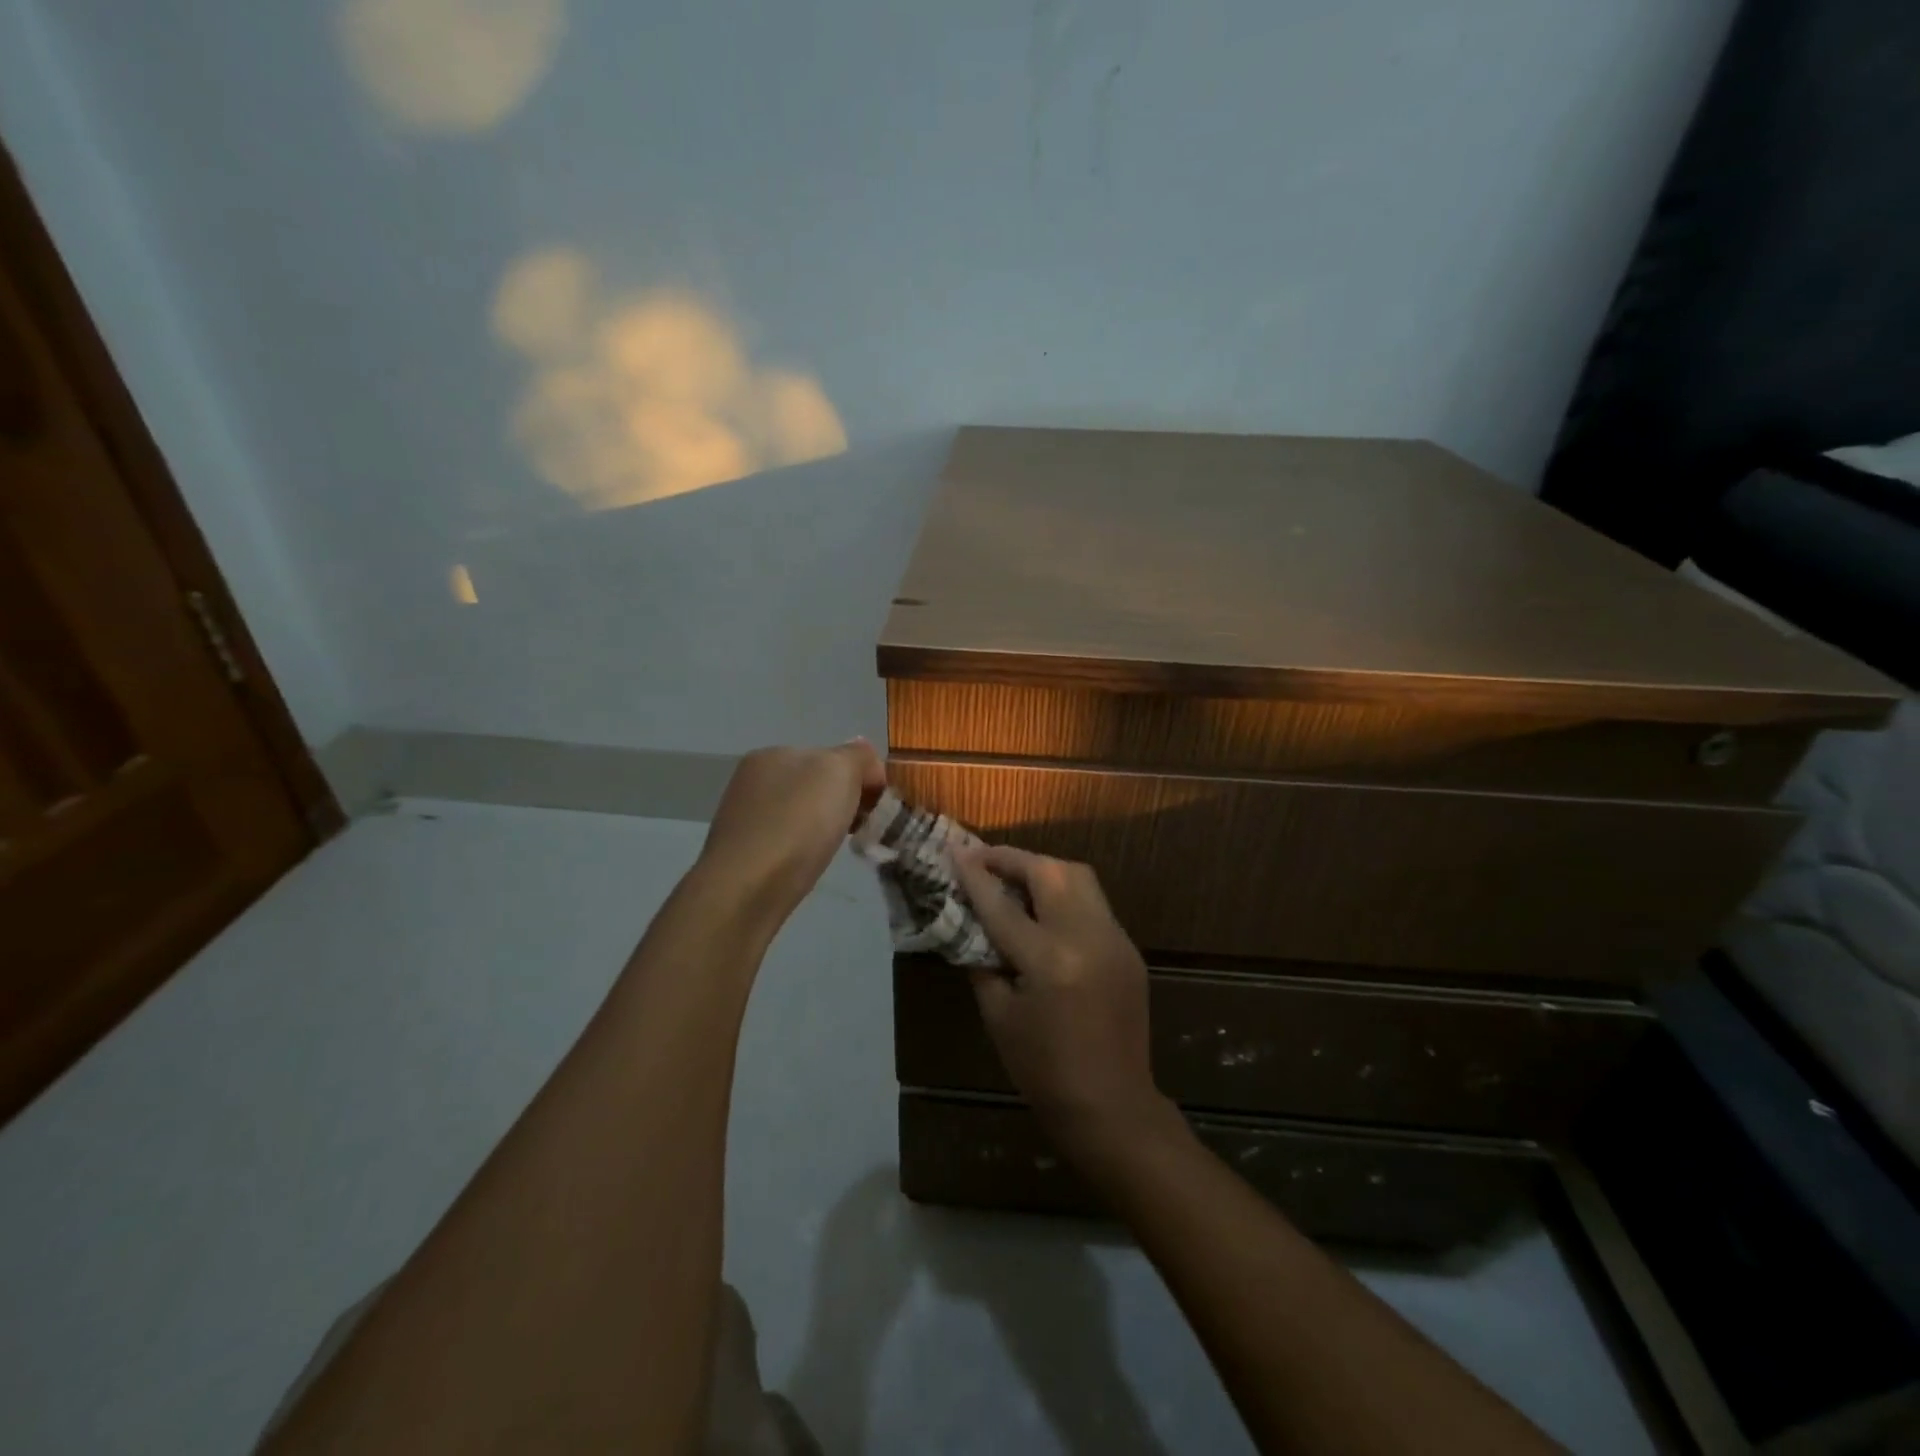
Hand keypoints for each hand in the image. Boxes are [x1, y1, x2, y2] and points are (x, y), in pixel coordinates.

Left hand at [697, 740, 885, 931]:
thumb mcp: (839, 772)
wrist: (746, 889)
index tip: (878, 807)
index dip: (862, 777)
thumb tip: (865, 758)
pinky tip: (808, 863)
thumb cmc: (797, 823)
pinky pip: (786, 841)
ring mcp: (745, 816)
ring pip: (802, 814)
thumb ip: (857, 756)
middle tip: (862, 829)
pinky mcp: (743, 853)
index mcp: (774, 753)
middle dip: (843, 802)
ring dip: (824, 826)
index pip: (832, 755)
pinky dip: (803, 849)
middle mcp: (754, 779)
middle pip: (816, 784)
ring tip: (836, 849)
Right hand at [952, 845, 1168, 1148]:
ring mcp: (1114, 939)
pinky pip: (1093, 904)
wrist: (1111, 1105)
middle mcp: (1087, 937)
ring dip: (1043, 869)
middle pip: (1050, 871)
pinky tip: (1045, 912)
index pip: (1002, 905)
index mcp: (1049, 960)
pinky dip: (1065, 895)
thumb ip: (982, 961)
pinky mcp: (1129, 948)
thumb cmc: (1043, 1070)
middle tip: (985, 860)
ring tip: (1014, 879)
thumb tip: (970, 923)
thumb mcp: (999, 1016)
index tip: (954, 851)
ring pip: (1079, 877)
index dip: (975, 875)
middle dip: (1013, 858)